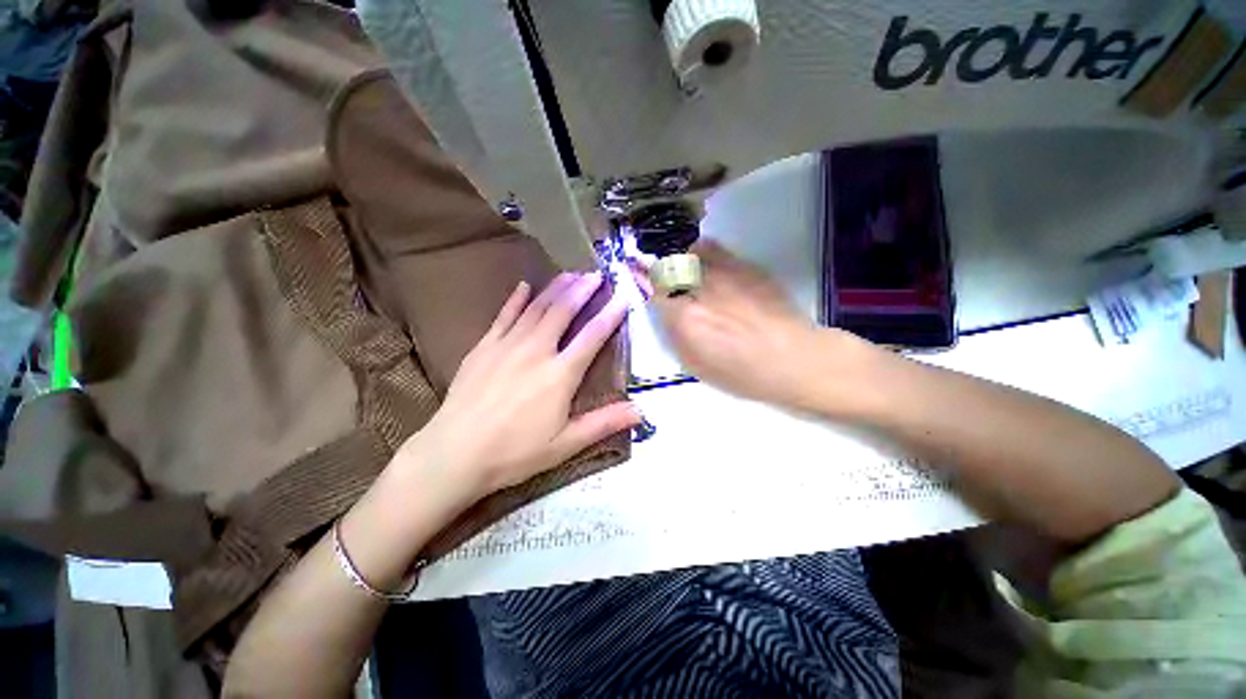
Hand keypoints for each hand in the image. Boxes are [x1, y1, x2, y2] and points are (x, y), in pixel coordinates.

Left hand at [400, 272, 638, 505]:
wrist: (454, 453)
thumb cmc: (515, 452)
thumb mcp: (565, 444)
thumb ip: (604, 423)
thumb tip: (641, 412)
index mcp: (560, 374)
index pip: (592, 336)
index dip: (610, 314)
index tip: (623, 296)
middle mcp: (537, 351)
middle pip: (563, 312)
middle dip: (582, 290)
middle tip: (595, 274)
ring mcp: (507, 345)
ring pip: (536, 308)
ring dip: (555, 289)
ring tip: (570, 274)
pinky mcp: (483, 347)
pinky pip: (503, 315)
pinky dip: (516, 299)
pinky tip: (524, 286)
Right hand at [650, 241, 868, 411]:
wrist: (793, 358)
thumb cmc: (742, 373)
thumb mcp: (696, 366)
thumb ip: (674, 336)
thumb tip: (664, 313)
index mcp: (684, 317)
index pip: (653, 291)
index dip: (644, 285)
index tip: (642, 283)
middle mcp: (699, 289)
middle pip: (667, 267)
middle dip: (659, 271)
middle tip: (660, 278)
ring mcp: (723, 273)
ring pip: (688, 252)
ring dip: (678, 259)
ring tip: (681, 269)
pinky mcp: (743, 265)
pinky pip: (713, 247)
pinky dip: (701, 251)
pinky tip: (704, 262)